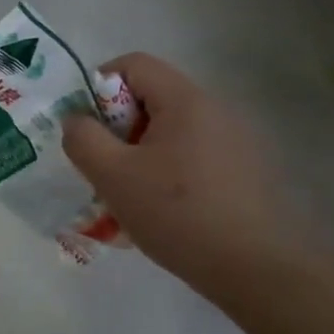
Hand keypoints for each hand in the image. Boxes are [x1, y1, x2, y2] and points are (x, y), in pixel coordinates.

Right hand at [62, 53, 300, 297]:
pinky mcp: (245, 172)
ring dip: (140, 156)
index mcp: (185, 100)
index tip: (87, 130)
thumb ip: (84, 139)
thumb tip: (76, 120)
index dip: (99, 86)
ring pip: (170, 134)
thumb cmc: (178, 214)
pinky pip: (192, 158)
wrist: (256, 269)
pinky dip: (168, 175)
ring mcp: (235, 142)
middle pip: (152, 99)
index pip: (134, 64)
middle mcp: (215, 110)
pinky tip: (162, 214)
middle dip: (118, 129)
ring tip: (128, 198)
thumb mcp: (114, 176)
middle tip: (104, 169)